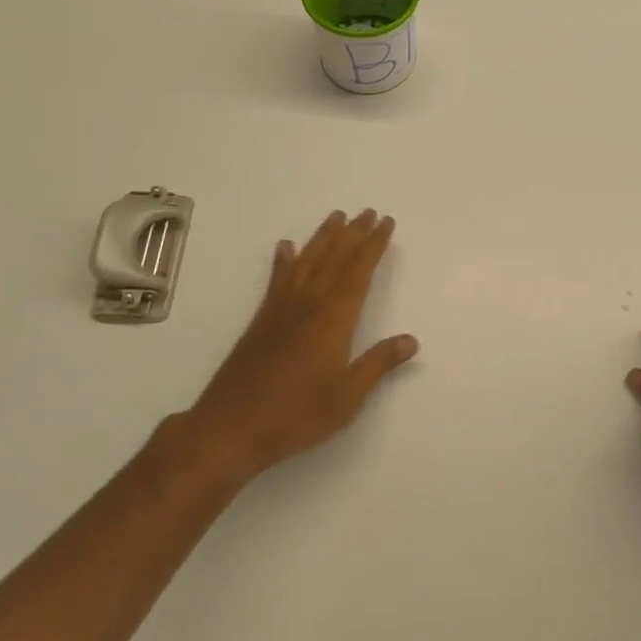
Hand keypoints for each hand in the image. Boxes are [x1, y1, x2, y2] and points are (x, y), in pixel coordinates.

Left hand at [190, 209, 417, 486]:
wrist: (229, 429)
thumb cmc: (296, 416)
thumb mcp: (347, 397)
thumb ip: (378, 364)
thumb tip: (410, 340)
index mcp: (334, 319)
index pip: (359, 272)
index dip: (373, 245)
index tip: (385, 222)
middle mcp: (308, 304)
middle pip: (334, 259)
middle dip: (353, 234)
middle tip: (367, 211)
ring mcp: (281, 310)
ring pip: (307, 262)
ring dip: (323, 238)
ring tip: (336, 217)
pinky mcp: (261, 321)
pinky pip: (277, 280)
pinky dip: (283, 261)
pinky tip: (286, 248)